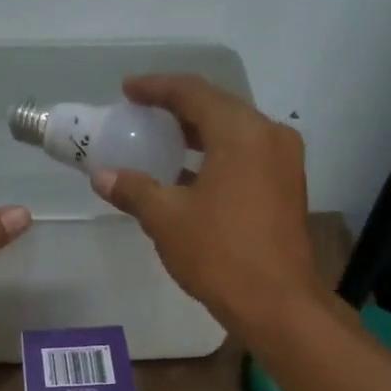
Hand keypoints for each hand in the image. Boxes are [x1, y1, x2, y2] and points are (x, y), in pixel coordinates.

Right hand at [89, 74, 320, 333]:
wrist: (275, 302)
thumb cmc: (218, 254)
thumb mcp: (167, 220)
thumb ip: (134, 190)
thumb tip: (103, 176)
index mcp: (241, 132)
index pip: (193, 93)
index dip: (157, 88)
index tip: (129, 89)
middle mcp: (270, 136)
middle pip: (218, 108)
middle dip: (178, 110)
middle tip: (143, 115)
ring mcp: (284, 162)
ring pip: (235, 134)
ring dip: (198, 135)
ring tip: (162, 143)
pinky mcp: (287, 188)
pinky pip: (247, 157)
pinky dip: (217, 157)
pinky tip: (190, 176)